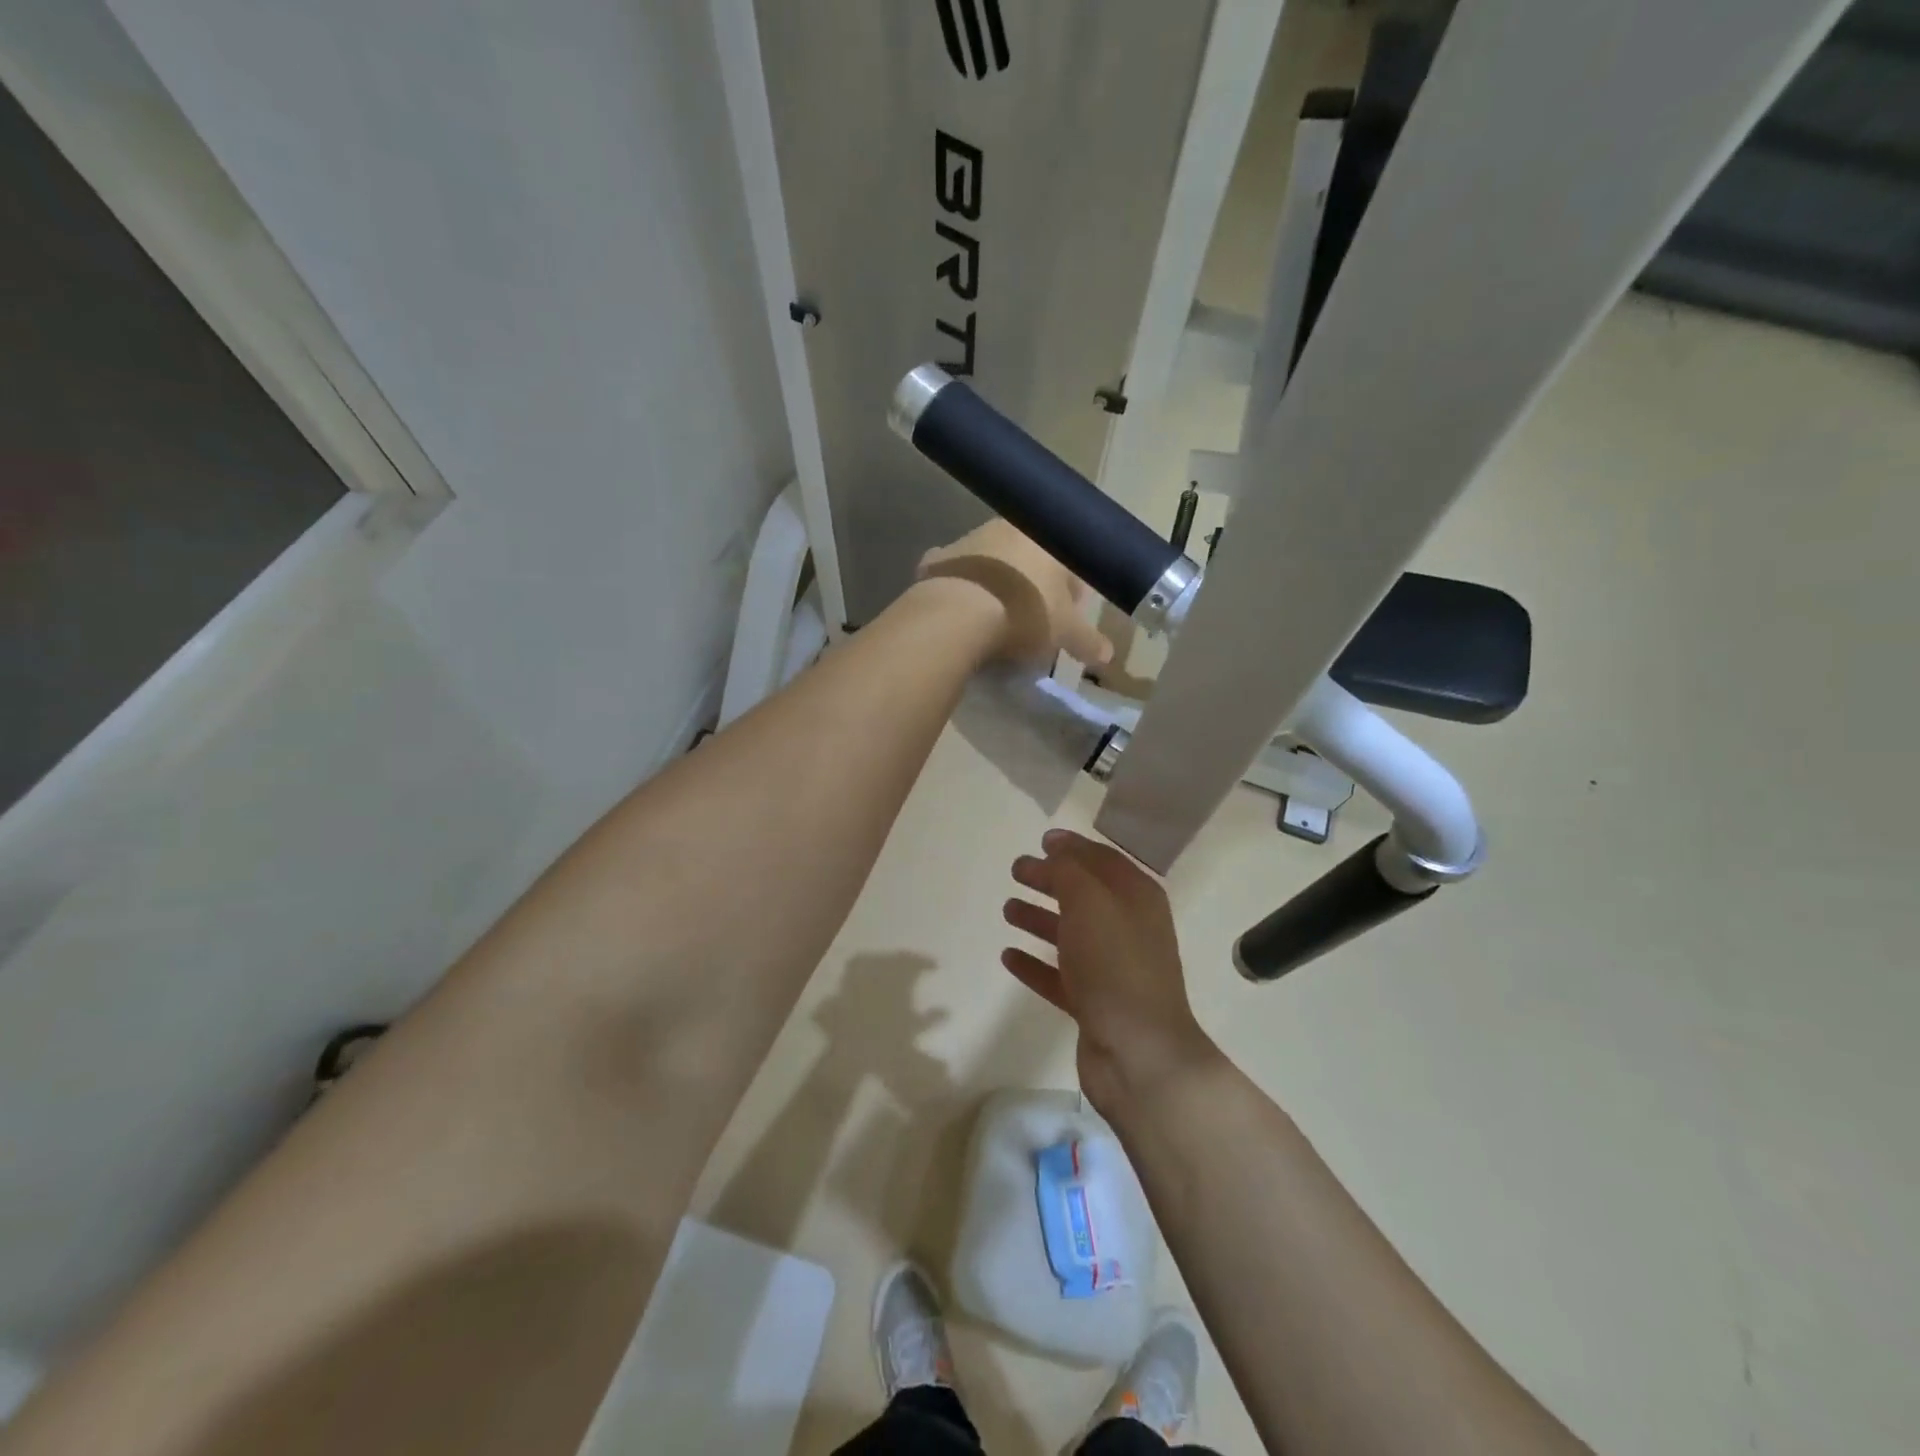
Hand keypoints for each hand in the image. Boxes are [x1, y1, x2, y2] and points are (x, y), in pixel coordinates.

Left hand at [918, 519, 1112, 667]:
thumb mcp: (1064, 632)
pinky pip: (955, 574)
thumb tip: (1108, 655)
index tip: (1069, 616)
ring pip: (992, 562)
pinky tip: (960, 609)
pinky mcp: (938, 560)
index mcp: (1046, 540)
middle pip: (1029, 559)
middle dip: (1034, 584)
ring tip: (997, 617)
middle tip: (1034, 617)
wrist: (958, 613)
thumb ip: (1087, 641)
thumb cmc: (1024, 613)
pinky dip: (961, 587)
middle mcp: (1008, 529)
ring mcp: (969, 541)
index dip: (1073, 593)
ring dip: (998, 583)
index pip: (1070, 563)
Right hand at [1001, 828, 1217, 1113]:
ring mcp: (1112, 969)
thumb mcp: (1090, 903)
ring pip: (1070, 934)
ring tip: (1007, 910)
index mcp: (1137, 898)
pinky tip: (1008, 956)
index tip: (1041, 840)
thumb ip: (1068, 871)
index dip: (1073, 847)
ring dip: (1039, 919)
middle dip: (1050, 880)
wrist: (1139, 1054)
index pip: (1103, 860)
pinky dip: (1035, 963)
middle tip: (1016, 871)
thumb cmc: (1115, 965)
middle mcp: (1128, 928)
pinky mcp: (1094, 1004)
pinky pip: (1059, 975)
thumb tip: (1055, 849)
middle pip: (1083, 895)